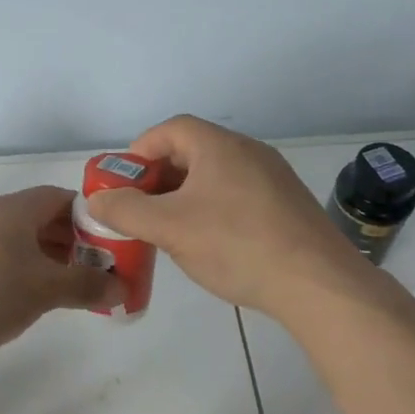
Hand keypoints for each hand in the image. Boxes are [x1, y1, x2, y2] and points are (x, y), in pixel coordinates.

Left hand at [0, 185, 122, 357]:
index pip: (59, 197)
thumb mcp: (43, 290)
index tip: (108, 243)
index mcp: (12, 209)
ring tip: (63, 288)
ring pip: (15, 240)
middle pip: (37, 218)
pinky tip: (22, 298)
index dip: (88, 217)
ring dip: (42, 259)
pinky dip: (16, 270)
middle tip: (92, 270)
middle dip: (69, 242)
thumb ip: (85, 285)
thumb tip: (122, 287)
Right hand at [85, 116, 368, 316]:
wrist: (317, 284)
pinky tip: (209, 243)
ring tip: (169, 229)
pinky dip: (212, 209)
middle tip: (139, 208)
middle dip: (158, 177)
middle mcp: (249, 152)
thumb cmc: (236, 245)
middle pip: (192, 151)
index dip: (140, 151)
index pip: (170, 129)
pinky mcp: (287, 206)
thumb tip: (97, 200)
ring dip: (184, 195)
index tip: (123, 182)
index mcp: (220, 146)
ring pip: (215, 176)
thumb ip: (125, 210)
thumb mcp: (169, 228)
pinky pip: (237, 195)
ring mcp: (273, 178)